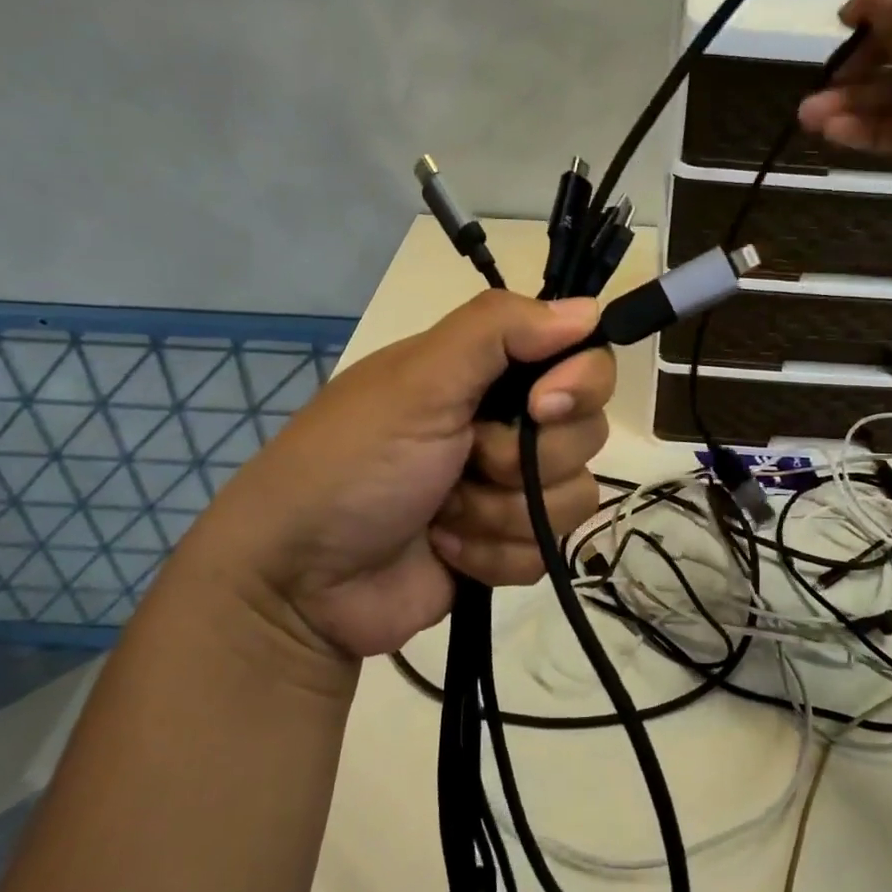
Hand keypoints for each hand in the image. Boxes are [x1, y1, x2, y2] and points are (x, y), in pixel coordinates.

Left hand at [171, 292, 613, 658]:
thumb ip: (499, 330)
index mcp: (489, 373)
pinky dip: (494, 554)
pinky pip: (548, 549)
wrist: (301, 583)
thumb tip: (590, 308)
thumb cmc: (353, 464)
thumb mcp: (418, 381)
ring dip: (500, 512)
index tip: (541, 406)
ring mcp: (512, 490)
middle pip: (586, 432)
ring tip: (441, 514)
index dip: (580, 382)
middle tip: (464, 461)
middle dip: (522, 460)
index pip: (584, 359)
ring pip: (573, 497)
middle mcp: (509, 424)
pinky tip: (446, 549)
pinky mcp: (510, 546)